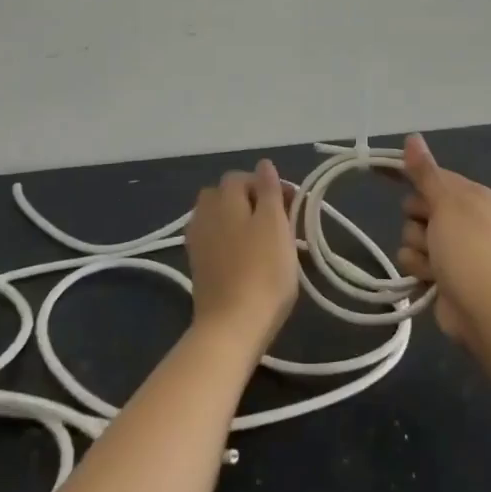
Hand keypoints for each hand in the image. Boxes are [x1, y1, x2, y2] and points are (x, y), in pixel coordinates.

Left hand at [185, 161, 298, 356]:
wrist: (231, 327)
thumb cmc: (262, 272)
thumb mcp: (275, 225)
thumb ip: (269, 191)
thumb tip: (263, 164)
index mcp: (224, 199)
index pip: (243, 177)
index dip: (269, 186)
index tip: (293, 206)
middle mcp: (204, 213)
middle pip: (226, 195)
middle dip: (251, 200)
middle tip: (278, 222)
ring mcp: (197, 241)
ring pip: (219, 217)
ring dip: (239, 220)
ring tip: (263, 241)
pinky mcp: (197, 266)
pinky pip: (214, 239)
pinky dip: (229, 240)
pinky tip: (245, 258)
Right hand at [395, 134, 490, 343]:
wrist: (483, 308)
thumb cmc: (467, 249)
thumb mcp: (445, 204)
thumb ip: (425, 172)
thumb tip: (412, 136)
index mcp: (470, 195)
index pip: (430, 175)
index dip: (408, 175)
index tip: (377, 169)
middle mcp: (462, 217)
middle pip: (416, 206)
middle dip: (416, 221)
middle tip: (432, 232)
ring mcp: (452, 247)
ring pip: (411, 235)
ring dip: (418, 249)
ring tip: (435, 262)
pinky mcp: (441, 272)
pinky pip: (413, 260)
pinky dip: (419, 268)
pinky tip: (431, 278)